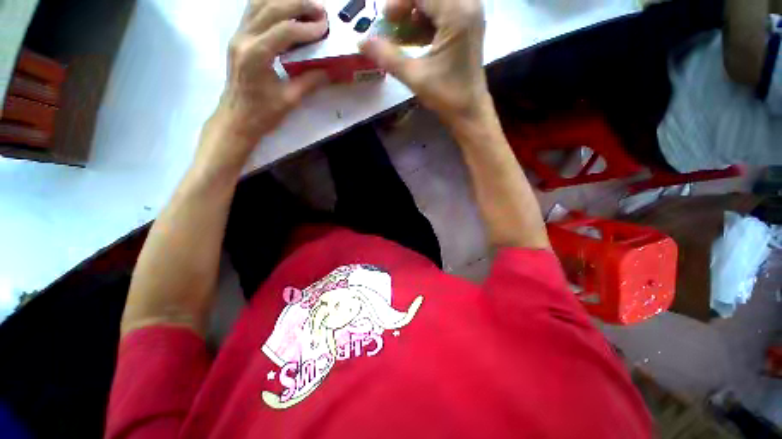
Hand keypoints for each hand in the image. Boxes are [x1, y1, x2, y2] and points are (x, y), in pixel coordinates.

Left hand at [198, 0, 329, 169]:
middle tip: (320, 9)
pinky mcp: (238, 38)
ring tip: (306, 5)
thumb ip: (310, 81)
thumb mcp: (290, 100)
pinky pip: (254, 11)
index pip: (285, 30)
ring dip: (284, 0)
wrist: (236, 118)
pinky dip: (271, 5)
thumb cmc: (262, 114)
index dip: (308, 27)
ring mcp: (238, 35)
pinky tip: (286, 9)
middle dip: (298, 4)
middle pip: (271, 8)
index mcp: (256, 55)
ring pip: (259, 3)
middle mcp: (243, 38)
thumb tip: (330, 70)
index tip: (326, 28)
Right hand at [359, 0, 488, 124]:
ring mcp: (470, 14)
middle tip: (391, 23)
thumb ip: (387, 57)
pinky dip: (425, 21)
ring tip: (400, 33)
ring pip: (436, 2)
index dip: (398, 2)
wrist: (469, 111)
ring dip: (415, 12)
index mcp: (457, 14)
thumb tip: (361, 42)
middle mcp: (468, 5)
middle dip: (407, 5)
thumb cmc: (446, 96)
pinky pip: (442, 11)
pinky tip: (412, 39)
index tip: (384, 20)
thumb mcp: (415, 76)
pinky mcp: (467, 25)